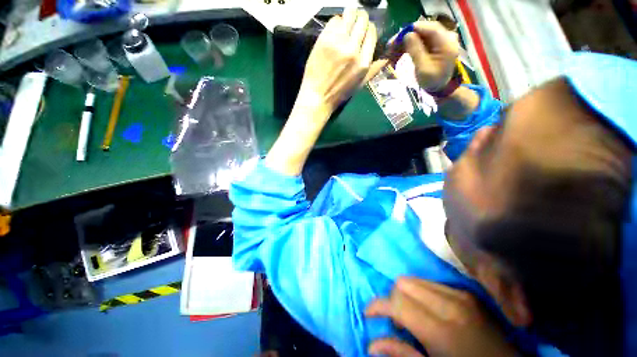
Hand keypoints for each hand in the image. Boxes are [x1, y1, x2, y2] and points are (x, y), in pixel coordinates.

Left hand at [296, 8, 385, 116]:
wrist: (317, 96)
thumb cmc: (338, 94)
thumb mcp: (359, 85)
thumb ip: (373, 70)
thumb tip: (386, 58)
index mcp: (364, 62)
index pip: (372, 31)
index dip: (367, 29)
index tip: (362, 33)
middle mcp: (353, 49)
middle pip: (362, 19)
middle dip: (359, 20)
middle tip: (352, 26)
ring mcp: (338, 43)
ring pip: (349, 14)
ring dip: (348, 17)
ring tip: (343, 27)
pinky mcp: (325, 39)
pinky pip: (334, 20)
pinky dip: (335, 23)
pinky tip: (333, 33)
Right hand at [365, 277, 516, 356]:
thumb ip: (403, 355)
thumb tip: (372, 343)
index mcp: (443, 330)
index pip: (397, 301)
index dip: (378, 305)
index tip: (368, 314)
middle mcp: (451, 304)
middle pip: (404, 283)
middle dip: (394, 298)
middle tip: (397, 320)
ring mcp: (462, 296)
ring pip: (416, 280)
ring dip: (407, 295)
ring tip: (413, 316)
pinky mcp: (468, 294)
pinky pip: (431, 283)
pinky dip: (422, 294)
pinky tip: (429, 311)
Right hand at [394, 21, 459, 91]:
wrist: (440, 87)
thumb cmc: (432, 81)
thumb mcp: (423, 68)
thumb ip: (416, 50)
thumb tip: (407, 35)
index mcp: (446, 42)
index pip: (430, 28)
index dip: (412, 29)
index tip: (396, 37)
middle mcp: (446, 36)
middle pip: (423, 30)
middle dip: (406, 37)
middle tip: (390, 46)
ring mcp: (441, 39)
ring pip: (420, 35)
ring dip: (405, 42)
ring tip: (391, 52)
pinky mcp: (435, 43)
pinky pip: (420, 40)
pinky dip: (409, 45)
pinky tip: (399, 53)